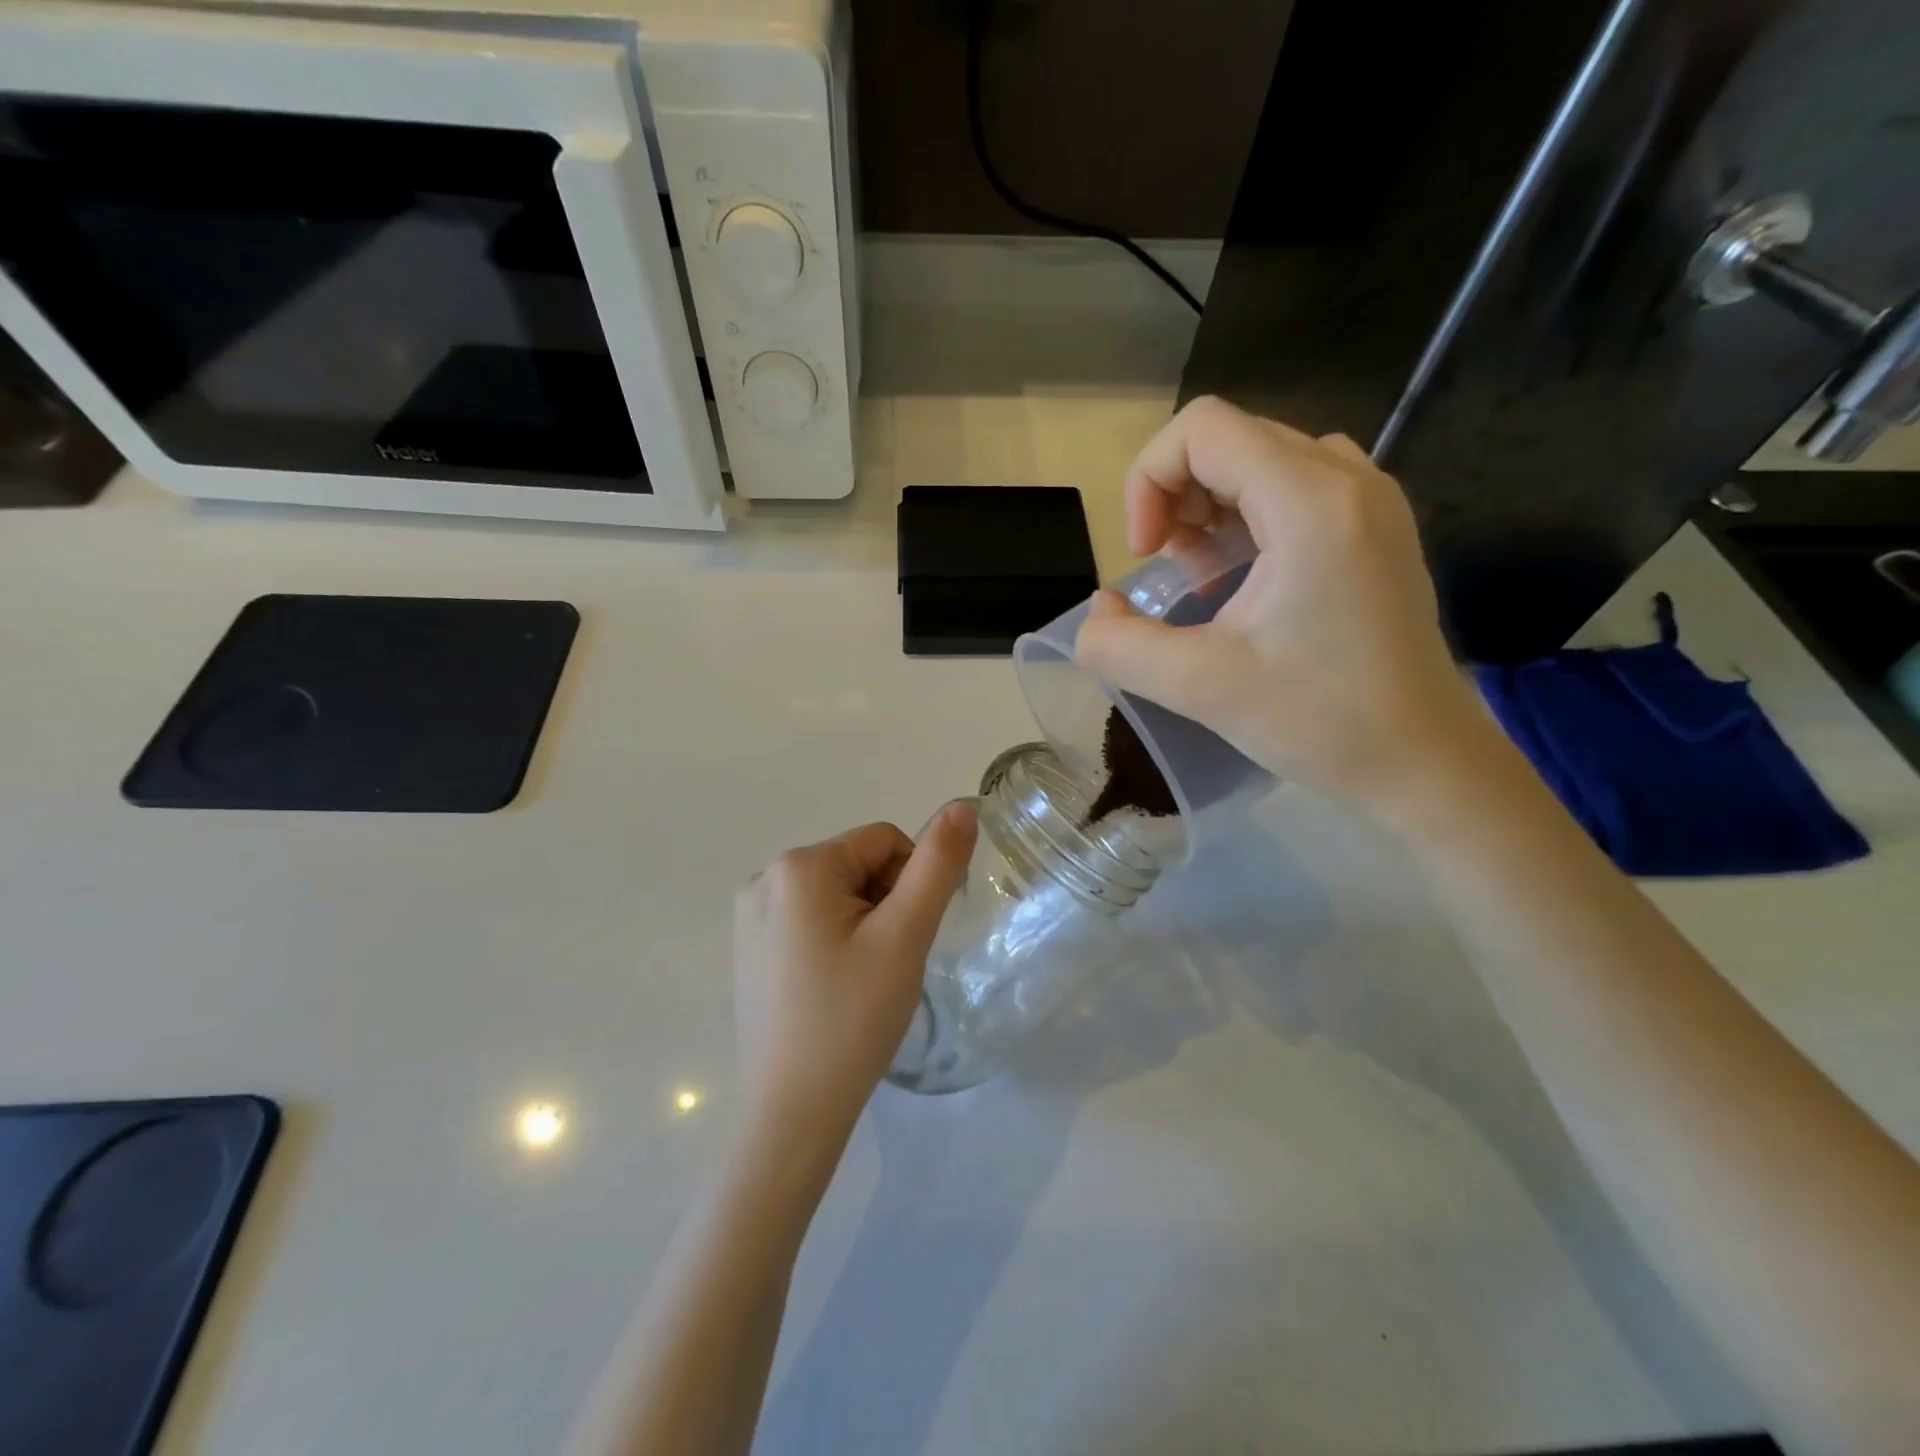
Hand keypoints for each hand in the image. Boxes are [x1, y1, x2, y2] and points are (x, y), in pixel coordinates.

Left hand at [733, 805, 977, 1152]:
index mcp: (799, 866)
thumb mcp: (905, 936)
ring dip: (864, 922)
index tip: (909, 937)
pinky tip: (837, 986)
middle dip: (885, 903)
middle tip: (887, 963)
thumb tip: (961, 805)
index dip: (912, 883)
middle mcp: (764, 878)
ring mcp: (750, 915)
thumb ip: (937, 865)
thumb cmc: (853, 1018)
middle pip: (857, 864)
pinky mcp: (750, 948)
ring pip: (837, 893)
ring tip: (863, 979)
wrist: (793, 1113)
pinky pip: (810, 919)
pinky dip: (837, 940)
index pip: (884, 841)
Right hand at [1075, 396, 1487, 814]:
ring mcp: (1370, 501)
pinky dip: (1249, 518)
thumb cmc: (1320, 721)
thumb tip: (1099, 613)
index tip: (1146, 556)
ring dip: (1210, 508)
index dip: (1149, 480)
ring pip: (1262, 461)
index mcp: (1310, 502)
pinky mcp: (1376, 530)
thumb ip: (1119, 645)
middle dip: (1176, 497)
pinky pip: (1295, 488)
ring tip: (1202, 578)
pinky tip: (1243, 580)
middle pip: (1231, 439)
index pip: (1203, 428)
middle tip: (1169, 572)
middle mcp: (1349, 479)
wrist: (1423, 762)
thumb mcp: (1199, 687)